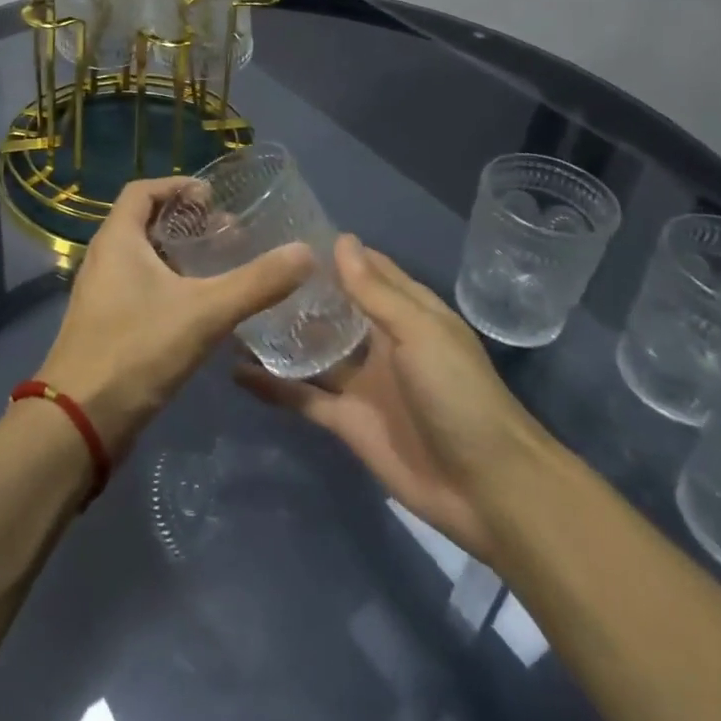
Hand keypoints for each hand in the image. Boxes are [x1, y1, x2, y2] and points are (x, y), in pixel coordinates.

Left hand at [35, 176, 312, 458]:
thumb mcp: (205, 312)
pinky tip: (201, 306)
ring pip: (143, 257)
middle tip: (228, 233)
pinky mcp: (106, 324)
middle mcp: (104, 259)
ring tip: (221, 265)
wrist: (80, 422)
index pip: (142, 190)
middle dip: (187, 221)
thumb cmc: (137, 350)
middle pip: (145, 222)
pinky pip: (140, 287)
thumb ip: (256, 282)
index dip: (178, 186)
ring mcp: (102, 294)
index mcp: (117, 240)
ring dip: (180, 254)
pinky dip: (171, 283)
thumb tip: (305, 252)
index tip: (214, 197)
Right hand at [237, 236, 558, 562]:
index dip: (333, 252)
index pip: (367, 270)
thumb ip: (375, 292)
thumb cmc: (459, 394)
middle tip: (247, 267)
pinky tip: (235, 370)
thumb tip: (341, 240)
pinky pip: (302, 397)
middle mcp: (380, 342)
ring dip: (280, 335)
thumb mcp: (420, 332)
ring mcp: (361, 383)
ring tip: (234, 311)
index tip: (286, 231)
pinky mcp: (346, 421)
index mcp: (407, 313)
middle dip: (298, 291)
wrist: (487, 488)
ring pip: (313, 351)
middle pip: (334, 309)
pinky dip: (272, 386)